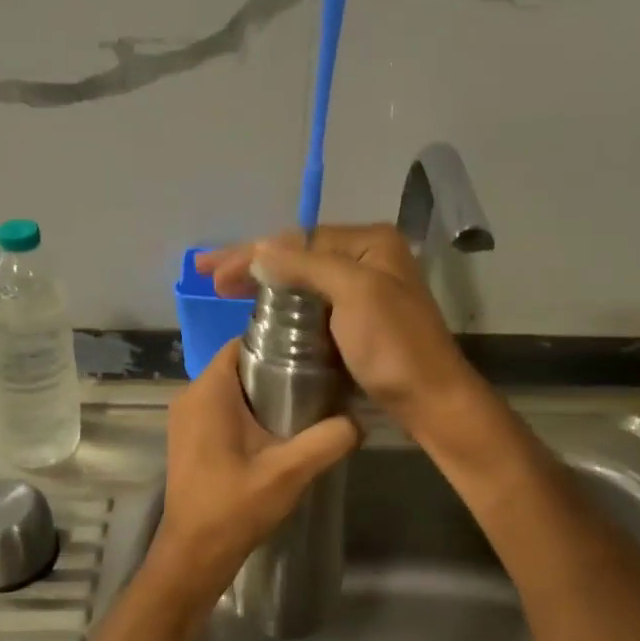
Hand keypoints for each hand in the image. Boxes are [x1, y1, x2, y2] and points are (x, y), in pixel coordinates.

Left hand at [148, 338, 360, 606]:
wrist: (194, 555)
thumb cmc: (234, 507)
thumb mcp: (289, 472)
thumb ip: (327, 441)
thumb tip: (359, 422)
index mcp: (208, 392)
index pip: (241, 343)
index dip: (276, 342)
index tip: (312, 350)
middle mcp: (190, 397)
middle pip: (238, 366)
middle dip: (275, 369)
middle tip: (317, 379)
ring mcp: (185, 420)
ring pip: (230, 390)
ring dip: (262, 393)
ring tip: (305, 404)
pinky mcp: (189, 440)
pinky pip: (221, 410)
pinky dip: (247, 412)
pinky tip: (277, 432)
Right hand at [197, 224, 483, 432]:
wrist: (431, 400)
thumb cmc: (394, 346)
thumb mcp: (354, 294)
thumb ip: (306, 265)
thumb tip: (261, 247)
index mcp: (370, 243)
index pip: (299, 240)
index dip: (252, 252)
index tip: (212, 270)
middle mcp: (367, 259)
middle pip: (298, 255)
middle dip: (252, 263)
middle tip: (208, 276)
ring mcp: (363, 290)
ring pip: (302, 280)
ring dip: (263, 282)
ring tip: (224, 289)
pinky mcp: (357, 320)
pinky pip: (311, 303)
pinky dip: (282, 304)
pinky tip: (258, 309)